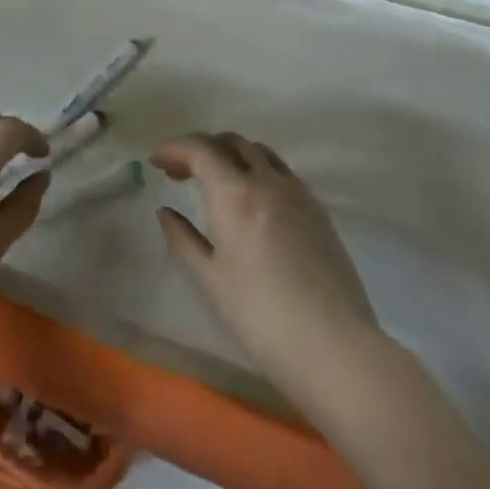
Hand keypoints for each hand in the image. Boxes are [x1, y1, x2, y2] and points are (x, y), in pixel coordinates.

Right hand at [154, 132, 379, 408]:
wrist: (334, 346)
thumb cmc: (260, 317)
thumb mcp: (211, 281)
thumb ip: (183, 239)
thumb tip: (166, 212)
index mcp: (236, 194)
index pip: (200, 149)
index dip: (174, 148)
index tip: (155, 161)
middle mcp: (268, 181)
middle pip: (232, 142)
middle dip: (202, 148)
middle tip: (180, 173)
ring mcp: (298, 193)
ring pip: (260, 152)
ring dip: (232, 155)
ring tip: (215, 182)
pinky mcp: (318, 211)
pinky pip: (281, 172)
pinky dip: (257, 170)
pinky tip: (251, 201)